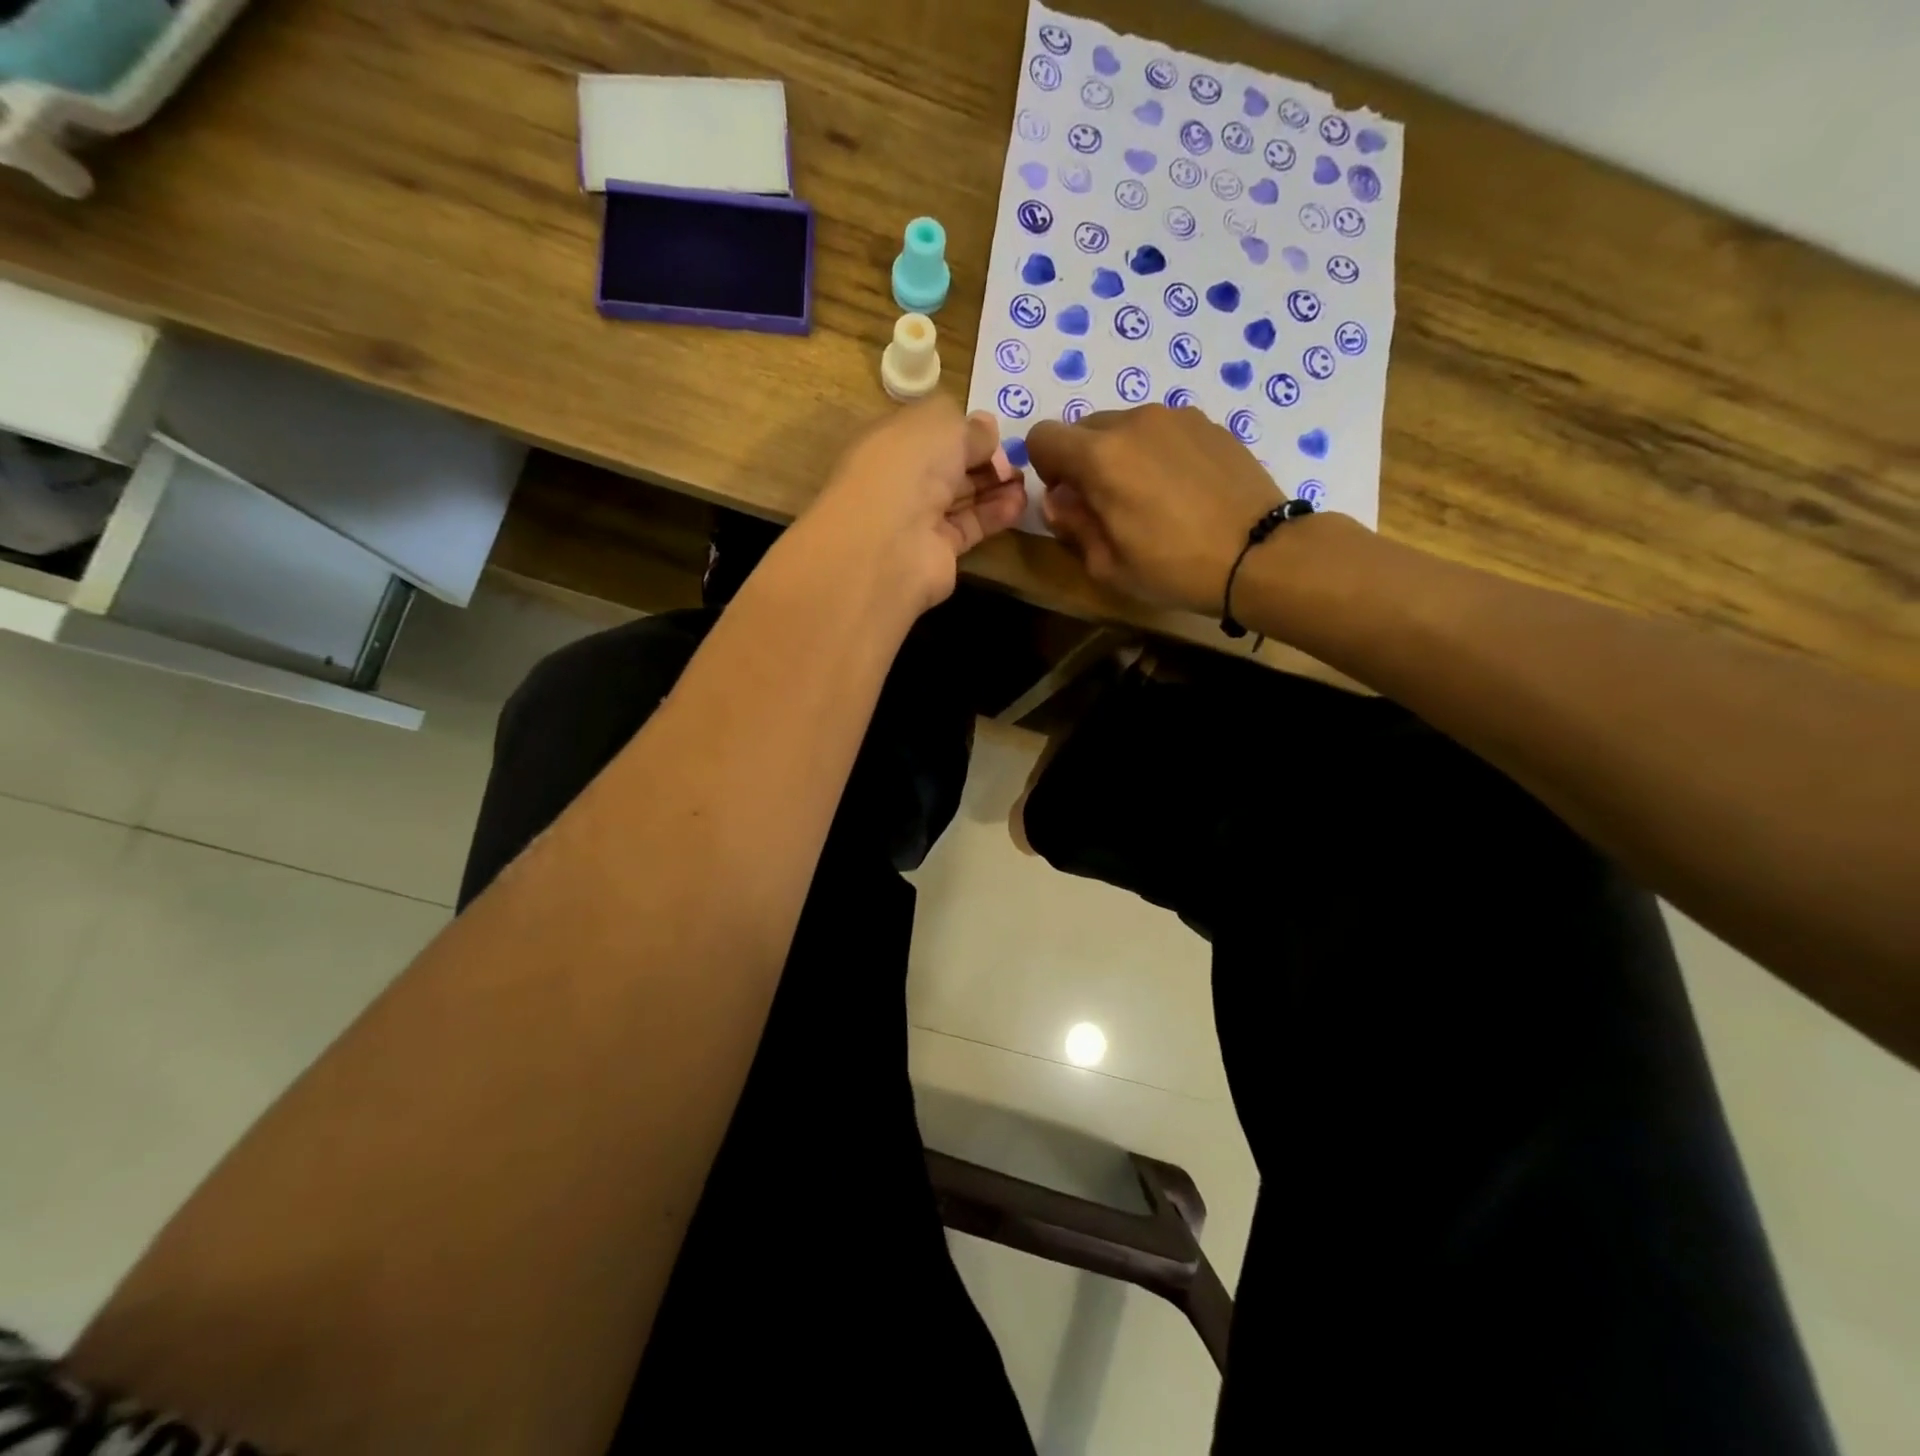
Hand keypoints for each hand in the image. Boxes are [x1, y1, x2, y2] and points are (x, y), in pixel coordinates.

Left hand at [801, 400, 1027, 614]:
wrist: (891, 542)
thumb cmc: (908, 467)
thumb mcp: (942, 425)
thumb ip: (968, 426)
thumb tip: (987, 429)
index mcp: (889, 442)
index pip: (928, 432)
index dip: (961, 429)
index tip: (994, 430)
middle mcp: (900, 480)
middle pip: (947, 466)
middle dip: (982, 459)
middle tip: (1017, 457)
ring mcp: (917, 519)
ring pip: (960, 497)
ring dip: (994, 487)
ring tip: (1026, 480)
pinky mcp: (937, 551)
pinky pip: (969, 527)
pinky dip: (994, 515)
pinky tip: (1019, 503)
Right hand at [1025, 404, 1282, 615]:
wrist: (1259, 554)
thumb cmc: (1175, 568)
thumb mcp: (1107, 564)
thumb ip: (1072, 524)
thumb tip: (1058, 500)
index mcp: (1100, 457)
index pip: (1043, 437)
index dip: (1045, 468)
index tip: (1068, 498)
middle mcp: (1134, 421)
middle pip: (1084, 428)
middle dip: (1083, 462)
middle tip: (1108, 504)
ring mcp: (1176, 417)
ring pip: (1125, 427)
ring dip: (1122, 455)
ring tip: (1151, 497)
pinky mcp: (1208, 423)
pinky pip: (1163, 430)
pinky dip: (1158, 452)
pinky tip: (1183, 490)